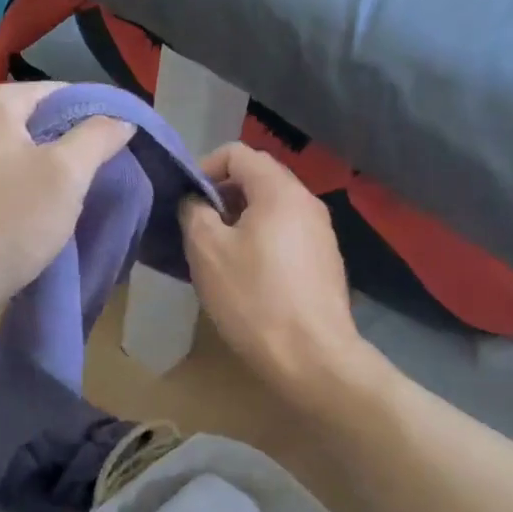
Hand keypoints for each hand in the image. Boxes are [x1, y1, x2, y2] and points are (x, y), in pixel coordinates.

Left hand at [0, 83, 133, 324]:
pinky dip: (22, 178)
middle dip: (70, 142)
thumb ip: (98, 136)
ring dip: (47, 163)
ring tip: (74, 192)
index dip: (94, 117)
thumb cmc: (10, 219)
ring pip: (19, 144)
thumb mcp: (67, 174)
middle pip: (37, 116)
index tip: (118, 147)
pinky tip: (40, 204)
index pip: (60, 92)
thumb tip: (122, 119)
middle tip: (99, 172)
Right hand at [181, 143, 362, 392]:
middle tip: (197, 227)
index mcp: (280, 190)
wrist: (314, 359)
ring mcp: (322, 232)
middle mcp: (307, 202)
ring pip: (272, 208)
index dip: (205, 167)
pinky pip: (286, 233)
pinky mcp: (326, 261)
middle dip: (222, 195)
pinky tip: (247, 275)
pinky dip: (261, 239)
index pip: (238, 152)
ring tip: (218, 253)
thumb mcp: (207, 250)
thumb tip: (196, 200)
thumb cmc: (254, 298)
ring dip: (240, 219)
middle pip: (258, 177)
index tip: (186, 200)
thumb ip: (194, 211)